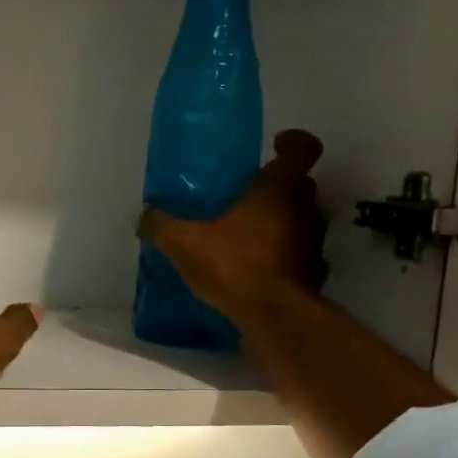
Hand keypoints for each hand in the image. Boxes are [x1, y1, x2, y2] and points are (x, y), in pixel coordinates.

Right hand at [138, 129, 329, 317]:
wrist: (273, 315)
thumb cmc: (234, 263)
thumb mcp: (184, 242)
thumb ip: (161, 225)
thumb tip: (142, 215)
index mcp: (280, 187)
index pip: (303, 148)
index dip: (293, 142)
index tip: (276, 145)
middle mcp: (306, 207)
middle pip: (299, 185)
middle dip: (277, 188)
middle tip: (246, 198)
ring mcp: (315, 241)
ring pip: (301, 220)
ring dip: (281, 223)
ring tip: (248, 237)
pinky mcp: (315, 273)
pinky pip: (299, 255)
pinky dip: (284, 258)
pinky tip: (258, 271)